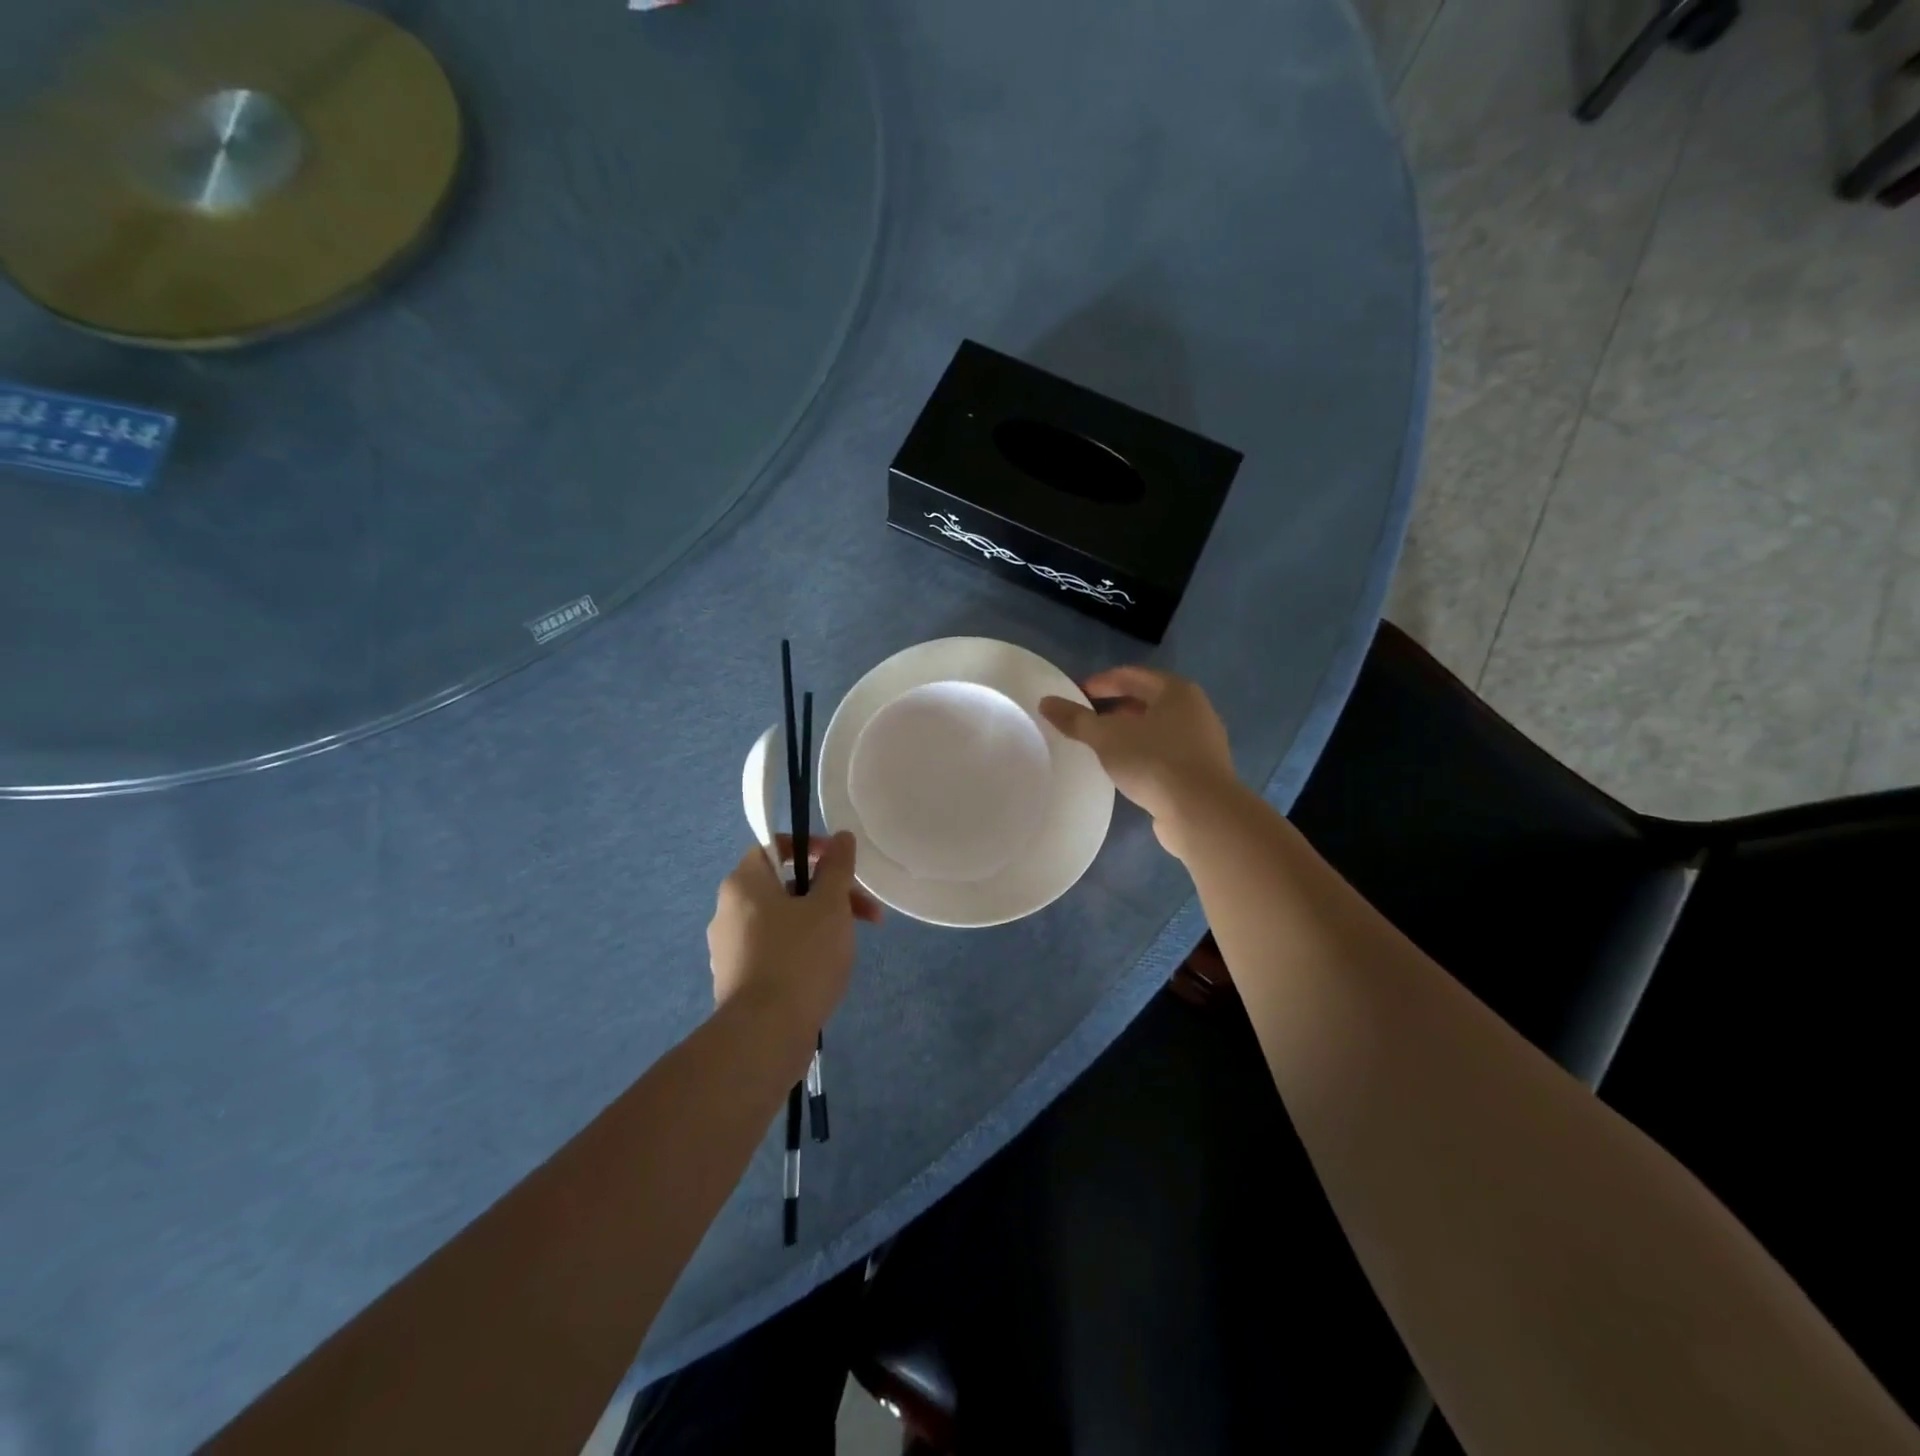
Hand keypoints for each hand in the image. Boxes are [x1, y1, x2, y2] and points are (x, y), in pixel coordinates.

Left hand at [707, 832, 881, 1035]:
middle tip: (864, 912)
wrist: (765, 1035)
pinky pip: (774, 951)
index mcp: (744, 883)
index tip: (841, 863)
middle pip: (784, 886)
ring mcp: (729, 949)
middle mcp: (728, 910)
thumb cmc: (800, 956)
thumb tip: (841, 837)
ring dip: (820, 922)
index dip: (810, 847)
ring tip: (852, 945)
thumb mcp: (830, 904)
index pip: (773, 846)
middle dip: (828, 893)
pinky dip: (801, 950)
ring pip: (782, 920)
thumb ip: (837, 867)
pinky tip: (825, 971)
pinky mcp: (737, 981)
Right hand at [1039, 667, 1235, 858]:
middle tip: (1085, 720)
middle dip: (1114, 708)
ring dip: (1129, 732)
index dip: (1100, 682)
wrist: (1201, 813)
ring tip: (1101, 745)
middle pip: (1147, 700)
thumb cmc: (1154, 762)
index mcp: (1176, 691)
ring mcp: (1202, 742)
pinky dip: (1143, 754)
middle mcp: (1195, 710)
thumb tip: (1046, 702)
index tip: (1074, 695)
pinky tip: (1125, 769)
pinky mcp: (1201, 771)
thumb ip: (1076, 719)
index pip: (1131, 675)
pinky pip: (1166, 753)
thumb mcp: (1107, 737)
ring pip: (1157, 728)